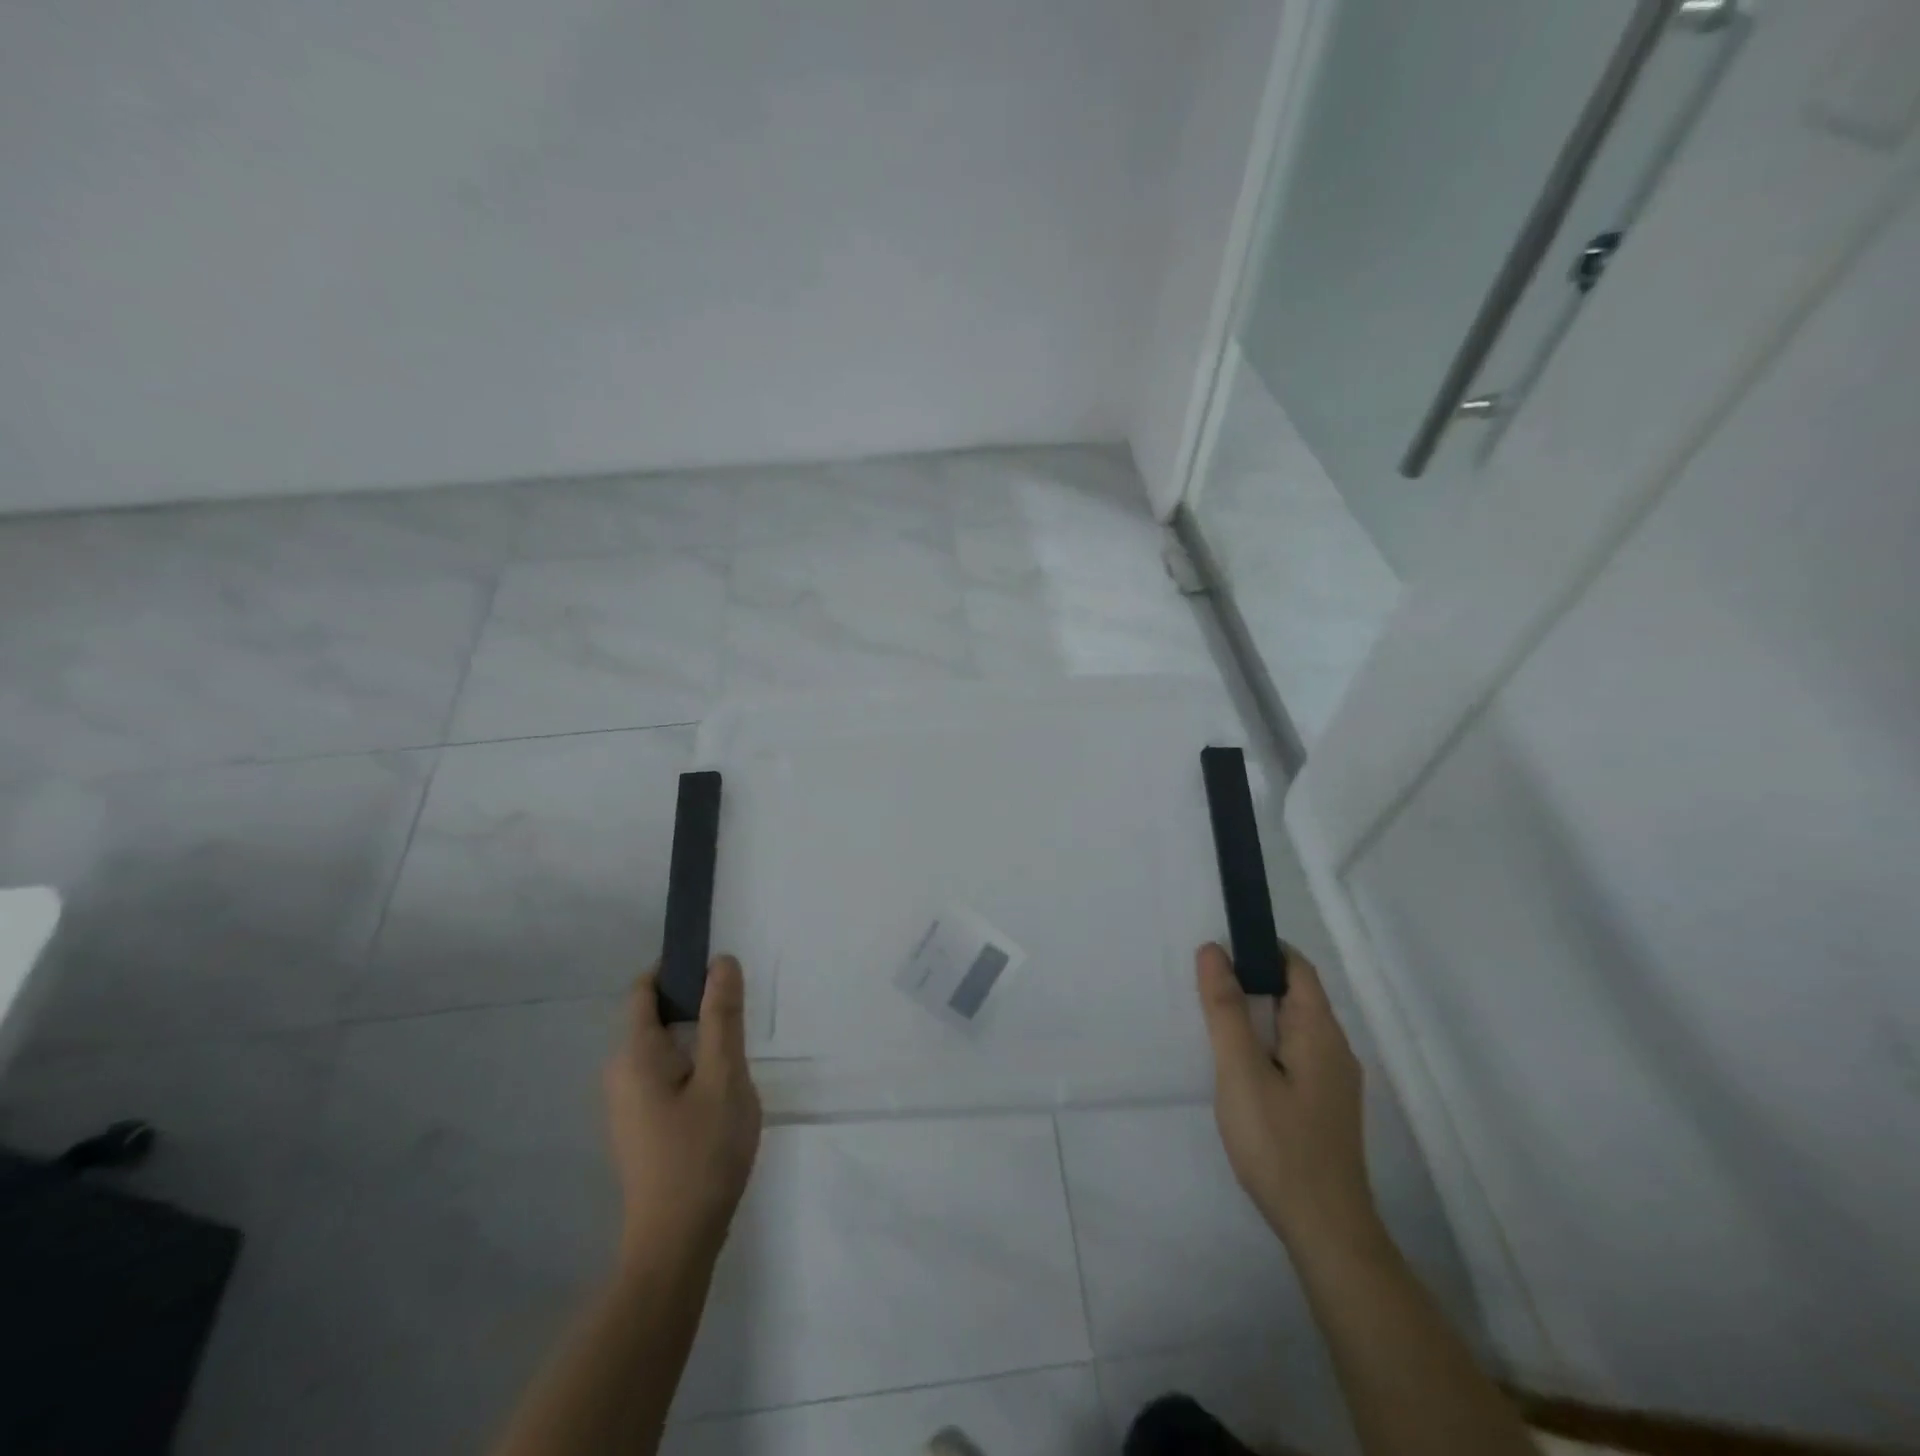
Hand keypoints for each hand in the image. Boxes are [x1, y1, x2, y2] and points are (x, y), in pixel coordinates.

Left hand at [605, 957, 762, 1270]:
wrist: (676, 1244)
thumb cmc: (701, 1153)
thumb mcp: (724, 1076)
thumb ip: (723, 1016)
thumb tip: (721, 961)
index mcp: (634, 1054)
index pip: (645, 989)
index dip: (676, 967)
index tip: (716, 963)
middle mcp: (620, 1073)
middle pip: (654, 1017)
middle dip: (694, 1002)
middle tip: (739, 1006)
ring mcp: (627, 1104)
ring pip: (663, 1048)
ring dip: (696, 1035)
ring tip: (737, 1043)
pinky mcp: (640, 1126)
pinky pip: (664, 1074)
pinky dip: (691, 1063)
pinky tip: (721, 1083)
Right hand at [1195, 942, 1375, 1251]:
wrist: (1325, 1232)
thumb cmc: (1279, 1144)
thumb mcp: (1240, 1070)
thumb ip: (1226, 1009)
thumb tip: (1213, 949)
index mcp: (1320, 1031)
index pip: (1295, 967)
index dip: (1259, 949)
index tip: (1217, 948)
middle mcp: (1335, 1048)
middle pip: (1294, 994)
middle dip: (1250, 981)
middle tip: (1203, 987)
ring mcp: (1332, 1080)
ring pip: (1291, 1026)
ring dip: (1254, 1014)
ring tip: (1212, 1023)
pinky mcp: (1323, 1105)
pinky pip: (1292, 1054)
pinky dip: (1263, 1043)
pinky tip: (1237, 1066)